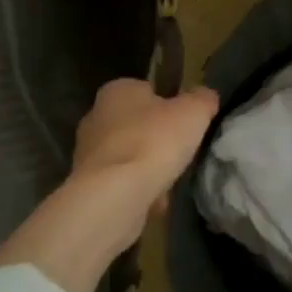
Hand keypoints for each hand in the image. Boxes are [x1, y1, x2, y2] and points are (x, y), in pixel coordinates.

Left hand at [71, 78, 220, 217]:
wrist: (115, 194)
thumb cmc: (154, 141)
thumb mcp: (194, 111)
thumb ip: (202, 99)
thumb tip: (206, 97)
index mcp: (118, 91)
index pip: (146, 90)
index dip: (168, 105)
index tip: (184, 122)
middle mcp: (96, 116)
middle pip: (135, 124)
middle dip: (155, 138)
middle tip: (179, 151)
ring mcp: (86, 152)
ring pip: (127, 155)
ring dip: (146, 167)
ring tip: (168, 181)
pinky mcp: (86, 184)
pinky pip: (119, 182)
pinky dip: (136, 190)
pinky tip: (152, 202)